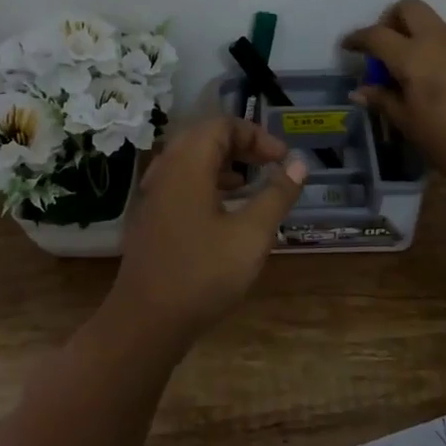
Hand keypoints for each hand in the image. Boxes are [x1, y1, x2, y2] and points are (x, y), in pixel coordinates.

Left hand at [109, 116, 307, 344]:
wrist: (146, 321)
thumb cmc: (203, 273)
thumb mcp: (251, 234)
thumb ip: (277, 194)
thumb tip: (299, 164)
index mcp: (187, 164)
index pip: (221, 124)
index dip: (256, 134)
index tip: (282, 159)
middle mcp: (165, 170)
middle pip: (204, 136)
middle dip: (241, 145)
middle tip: (270, 165)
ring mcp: (153, 194)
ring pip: (190, 160)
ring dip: (224, 163)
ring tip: (251, 184)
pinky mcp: (150, 216)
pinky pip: (181, 181)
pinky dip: (207, 182)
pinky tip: (225, 210)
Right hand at [343, 0, 445, 190]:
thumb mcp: (409, 124)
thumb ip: (384, 101)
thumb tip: (361, 90)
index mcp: (414, 56)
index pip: (377, 35)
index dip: (357, 38)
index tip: (347, 47)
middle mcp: (437, 40)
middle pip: (408, 8)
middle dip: (389, 20)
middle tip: (382, 50)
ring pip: (430, 22)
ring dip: (412, 33)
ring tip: (405, 70)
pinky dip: (431, 47)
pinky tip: (431, 79)